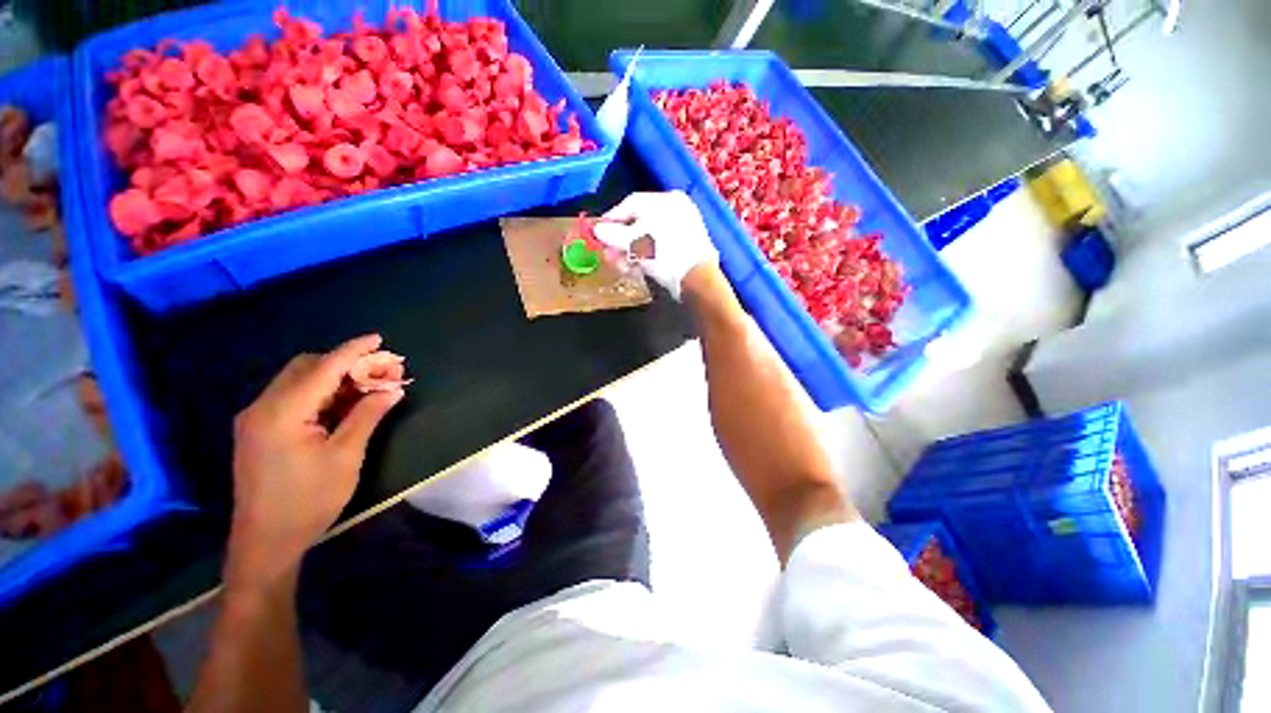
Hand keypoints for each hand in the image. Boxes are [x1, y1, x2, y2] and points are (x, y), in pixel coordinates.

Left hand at [226, 334, 403, 586]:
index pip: (323, 368)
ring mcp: (256, 418)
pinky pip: (292, 397)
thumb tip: (393, 389)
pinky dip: (320, 394)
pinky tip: (343, 406)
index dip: (353, 351)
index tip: (378, 338)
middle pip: (306, 368)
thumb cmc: (309, 500)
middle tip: (380, 374)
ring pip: (299, 381)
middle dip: (345, 364)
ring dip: (334, 379)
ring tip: (368, 389)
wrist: (265, 541)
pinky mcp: (258, 430)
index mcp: (282, 413)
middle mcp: (263, 407)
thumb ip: (367, 416)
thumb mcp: (345, 456)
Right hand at [593, 190, 717, 299]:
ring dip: (630, 253)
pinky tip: (636, 270)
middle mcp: (676, 210)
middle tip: (608, 255)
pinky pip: (659, 247)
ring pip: (648, 238)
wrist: (697, 279)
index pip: (631, 204)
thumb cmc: (665, 255)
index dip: (612, 219)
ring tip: (621, 267)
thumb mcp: (635, 244)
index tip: (598, 232)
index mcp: (666, 201)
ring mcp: (682, 229)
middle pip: (639, 223)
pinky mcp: (685, 247)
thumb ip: (613, 235)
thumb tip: (597, 230)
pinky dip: (646, 257)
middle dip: (620, 242)